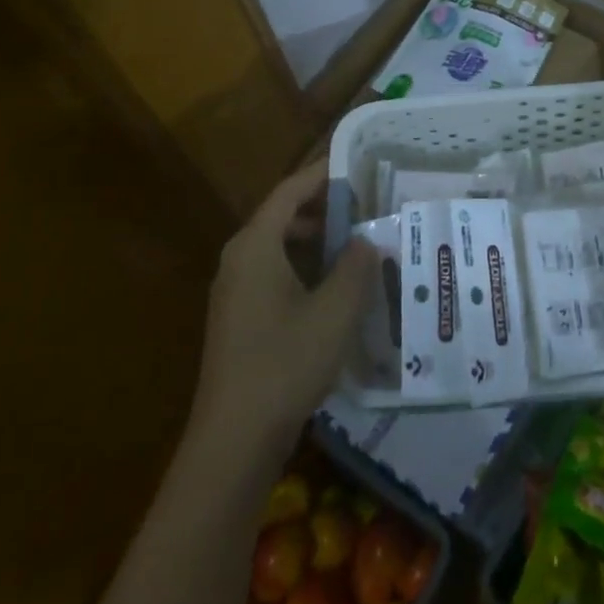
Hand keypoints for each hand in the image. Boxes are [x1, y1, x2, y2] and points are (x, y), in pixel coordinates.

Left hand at [188, 160, 376, 461]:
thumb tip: (368, 238)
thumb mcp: (336, 310)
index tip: (356, 164)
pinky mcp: (239, 319)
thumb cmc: (286, 363)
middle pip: (282, 216)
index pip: (290, 191)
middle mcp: (239, 259)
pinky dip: (303, 266)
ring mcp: (234, 291)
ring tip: (357, 243)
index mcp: (255, 245)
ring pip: (279, 247)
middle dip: (323, 207)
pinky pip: (273, 273)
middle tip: (365, 205)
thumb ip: (357, 266)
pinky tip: (334, 288)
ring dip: (316, 239)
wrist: (234, 440)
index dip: (322, 173)